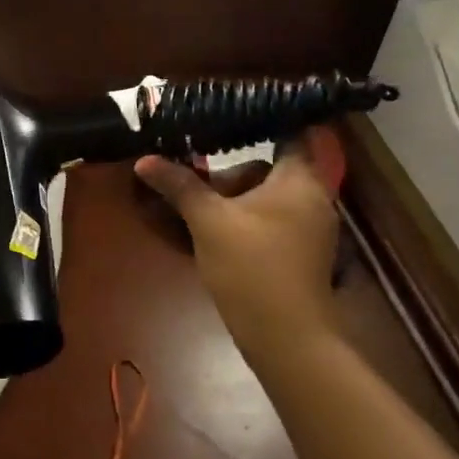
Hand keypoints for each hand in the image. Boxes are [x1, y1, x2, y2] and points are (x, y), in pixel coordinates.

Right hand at [135, 128, 345, 361]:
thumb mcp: (208, 220)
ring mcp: (313, 230)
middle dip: (232, 176)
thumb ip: (179, 185)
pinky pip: (274, 223)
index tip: (227, 121)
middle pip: (270, 170)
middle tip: (198, 185)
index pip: (289, 134)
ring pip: (270, 199)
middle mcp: (314, 199)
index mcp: (299, 180)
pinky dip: (249, 221)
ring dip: (236, 201)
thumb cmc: (250, 266)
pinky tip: (219, 237)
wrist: (285, 337)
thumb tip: (145, 160)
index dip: (260, 124)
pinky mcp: (304, 255)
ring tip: (201, 215)